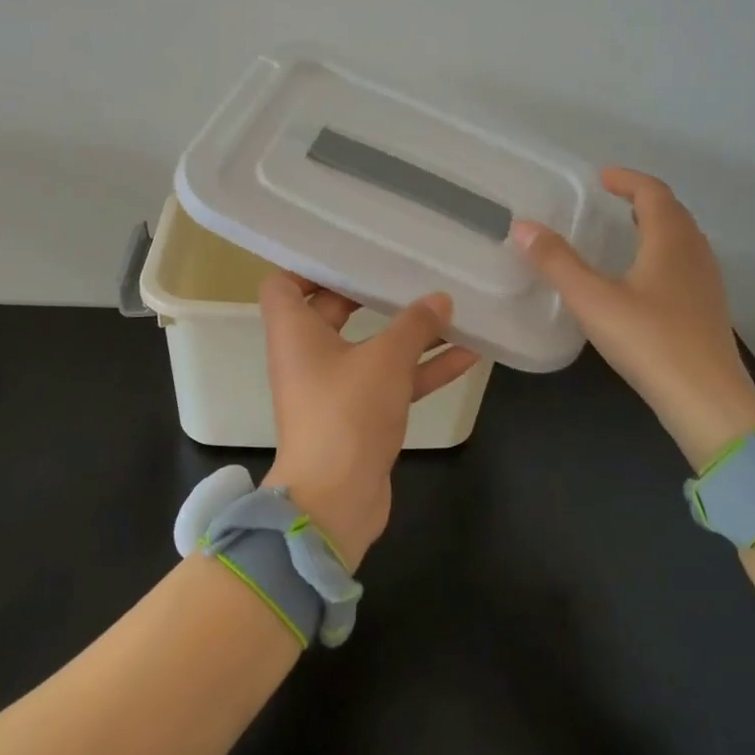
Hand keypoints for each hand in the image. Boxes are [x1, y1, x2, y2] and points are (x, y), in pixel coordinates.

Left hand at [257, 275, 480, 568]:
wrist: (337, 500)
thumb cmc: (347, 412)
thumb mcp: (385, 360)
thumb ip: (414, 325)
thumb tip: (440, 299)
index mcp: (295, 333)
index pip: (284, 284)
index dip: (309, 266)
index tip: (349, 254)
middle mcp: (308, 356)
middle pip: (334, 310)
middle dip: (373, 294)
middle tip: (408, 272)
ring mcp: (334, 388)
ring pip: (371, 348)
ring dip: (410, 334)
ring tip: (453, 310)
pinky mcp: (359, 416)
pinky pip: (391, 381)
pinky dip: (422, 369)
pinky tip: (470, 354)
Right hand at [511, 167, 754, 469]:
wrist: (706, 400)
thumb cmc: (649, 341)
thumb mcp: (593, 300)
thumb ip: (557, 263)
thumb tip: (523, 227)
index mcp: (671, 241)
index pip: (653, 193)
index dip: (627, 179)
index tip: (601, 177)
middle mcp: (694, 253)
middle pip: (673, 212)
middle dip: (642, 199)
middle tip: (611, 200)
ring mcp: (706, 283)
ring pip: (682, 239)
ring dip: (655, 226)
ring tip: (625, 232)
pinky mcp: (706, 310)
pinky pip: (684, 263)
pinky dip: (662, 253)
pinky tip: (642, 279)